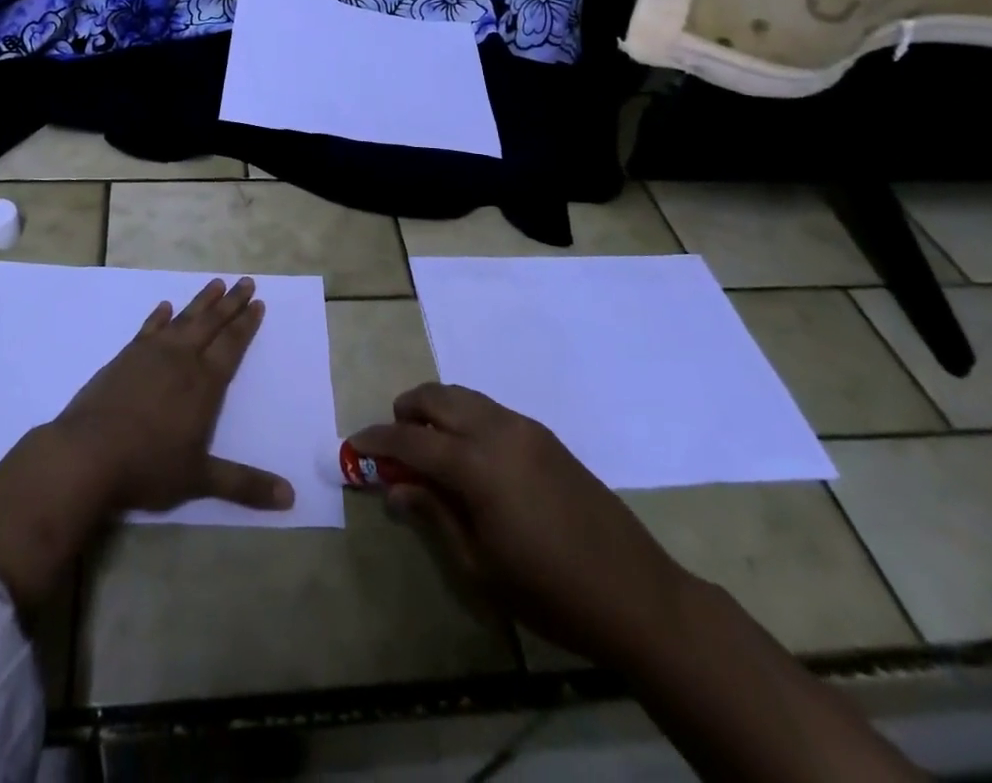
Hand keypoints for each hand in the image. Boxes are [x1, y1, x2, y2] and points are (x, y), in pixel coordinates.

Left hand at [53, 276, 294, 514]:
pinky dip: (158, 316)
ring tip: (216, 283)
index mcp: (204, 383)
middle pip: (211, 323)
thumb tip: (291, 497)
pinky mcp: (124, 357)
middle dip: (231, 302)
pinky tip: (164, 307)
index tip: (258, 303)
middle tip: (246, 281)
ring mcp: (150, 354)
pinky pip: (148, 328)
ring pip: (183, 319)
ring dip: (201, 301)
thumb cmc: (148, 466)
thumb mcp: (200, 479)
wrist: (87, 453)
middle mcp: (181, 359)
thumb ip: (245, 484)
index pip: (231, 345)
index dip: (246, 324)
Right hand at [349, 384, 687, 667]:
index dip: (377, 440)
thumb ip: (434, 516)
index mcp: (477, 465)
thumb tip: (395, 488)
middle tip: (391, 441)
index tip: (354, 444)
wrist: (637, 595)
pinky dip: (465, 416)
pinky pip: (490, 409)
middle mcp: (498, 430)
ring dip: (436, 408)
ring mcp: (525, 429)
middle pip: (437, 398)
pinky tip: (467, 454)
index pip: (411, 440)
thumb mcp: (480, 566)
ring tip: (426, 445)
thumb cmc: (550, 592)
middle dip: (406, 410)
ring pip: (464, 396)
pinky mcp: (545, 436)